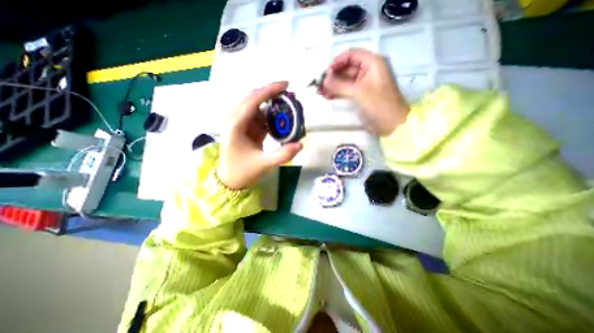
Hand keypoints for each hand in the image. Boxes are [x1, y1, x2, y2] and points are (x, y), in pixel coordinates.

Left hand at [217, 80, 301, 189]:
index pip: (252, 101)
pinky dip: (268, 116)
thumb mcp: (263, 164)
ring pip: (255, 107)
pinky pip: (257, 116)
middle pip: (252, 99)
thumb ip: (282, 155)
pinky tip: (278, 120)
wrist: (229, 180)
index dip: (269, 90)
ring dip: (270, 105)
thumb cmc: (242, 172)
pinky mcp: (243, 128)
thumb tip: (300, 145)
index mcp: (235, 126)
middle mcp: (233, 120)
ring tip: (287, 107)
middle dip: (270, 94)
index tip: (286, 85)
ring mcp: (238, 123)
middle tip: (289, 95)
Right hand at [320, 49, 408, 136]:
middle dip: (332, 76)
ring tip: (320, 92)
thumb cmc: (379, 104)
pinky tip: (327, 96)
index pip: (351, 55)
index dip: (337, 62)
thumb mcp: (360, 92)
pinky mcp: (359, 95)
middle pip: (346, 68)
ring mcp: (363, 84)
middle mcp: (367, 70)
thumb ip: (340, 85)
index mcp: (372, 63)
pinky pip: (345, 90)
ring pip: (344, 80)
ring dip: (333, 85)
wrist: (391, 124)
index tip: (325, 73)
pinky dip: (337, 92)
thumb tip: (323, 80)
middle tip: (319, 85)